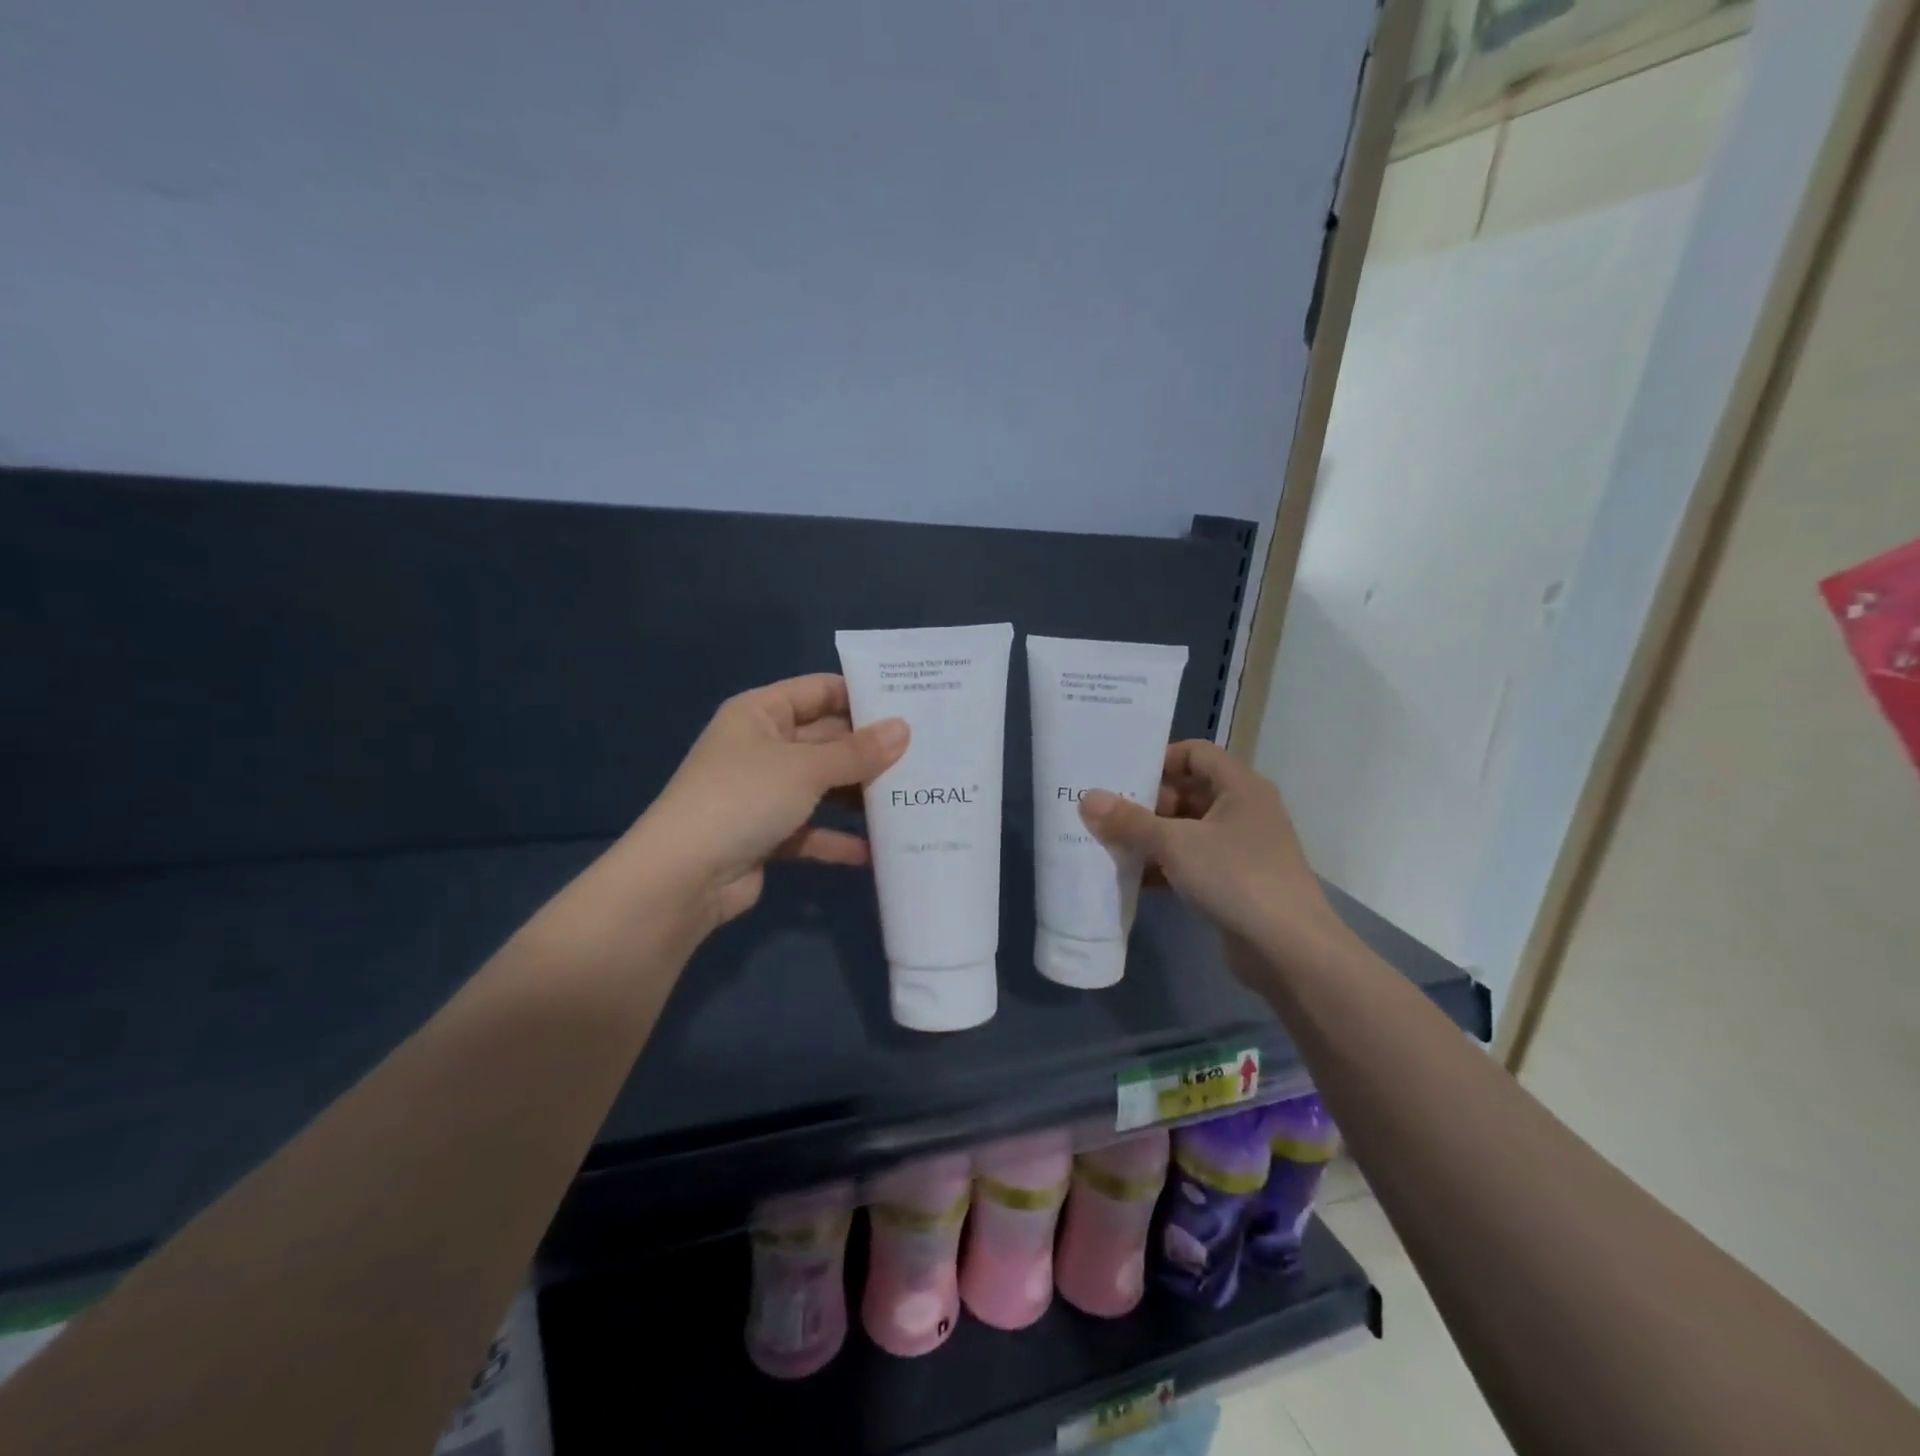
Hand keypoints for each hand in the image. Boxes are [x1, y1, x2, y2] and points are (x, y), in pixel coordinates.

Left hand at [631, 674, 908, 928]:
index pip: (819, 691)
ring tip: (912, 799)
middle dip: (869, 751)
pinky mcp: (767, 835)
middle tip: (926, 755)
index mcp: (761, 713)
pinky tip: (876, 851)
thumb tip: (904, 729)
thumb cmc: (743, 799)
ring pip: (822, 787)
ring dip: (859, 796)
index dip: (861, 696)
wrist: (683, 877)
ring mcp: (764, 793)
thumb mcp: (805, 768)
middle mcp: (762, 747)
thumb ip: (857, 752)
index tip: (910, 705)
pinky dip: (838, 839)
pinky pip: (812, 830)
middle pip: (826, 740)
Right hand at [1078, 741, 1347, 972]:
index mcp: (1240, 787)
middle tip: (1105, 812)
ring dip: (1151, 837)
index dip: (1160, 760)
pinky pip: (1192, 862)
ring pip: (1187, 830)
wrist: (1288, 950)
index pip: (1196, 753)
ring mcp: (1241, 848)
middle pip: (1188, 792)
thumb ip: (1130, 821)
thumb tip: (1087, 798)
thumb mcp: (1175, 844)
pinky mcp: (1234, 882)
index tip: (1122, 776)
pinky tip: (1131, 878)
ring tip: (1108, 843)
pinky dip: (1164, 866)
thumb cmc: (1235, 877)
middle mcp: (1243, 810)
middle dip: (1147, 803)